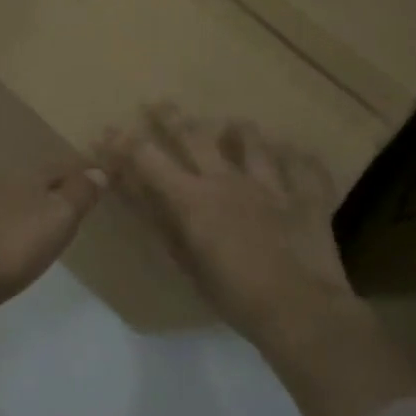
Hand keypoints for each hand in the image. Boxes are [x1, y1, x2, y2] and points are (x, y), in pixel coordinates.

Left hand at [0, 158, 106, 402]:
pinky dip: (15, 225)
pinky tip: (15, 240)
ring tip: (51, 220)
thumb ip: (79, 194)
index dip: (83, 171)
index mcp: (27, 178)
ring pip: (16, 200)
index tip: (101, 176)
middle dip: (57, 186)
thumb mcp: (57, 217)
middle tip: (79, 196)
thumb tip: (98, 171)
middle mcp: (2, 187)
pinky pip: (0, 222)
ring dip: (34, 206)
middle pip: (37, 181)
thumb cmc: (12, 243)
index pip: (61, 166)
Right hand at [104, 106, 415, 415]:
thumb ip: (162, 224)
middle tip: (159, 103)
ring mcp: (272, 185)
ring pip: (254, 142)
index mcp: (194, 198)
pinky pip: (305, 168)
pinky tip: (296, 154)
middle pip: (196, 136)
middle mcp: (229, 180)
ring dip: (241, 132)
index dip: (124, 144)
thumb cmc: (235, 296)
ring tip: (236, 125)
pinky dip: (298, 159)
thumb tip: (137, 194)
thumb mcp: (187, 264)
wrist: (302, 311)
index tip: (108, 132)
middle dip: (172, 117)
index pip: (149, 159)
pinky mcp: (308, 197)